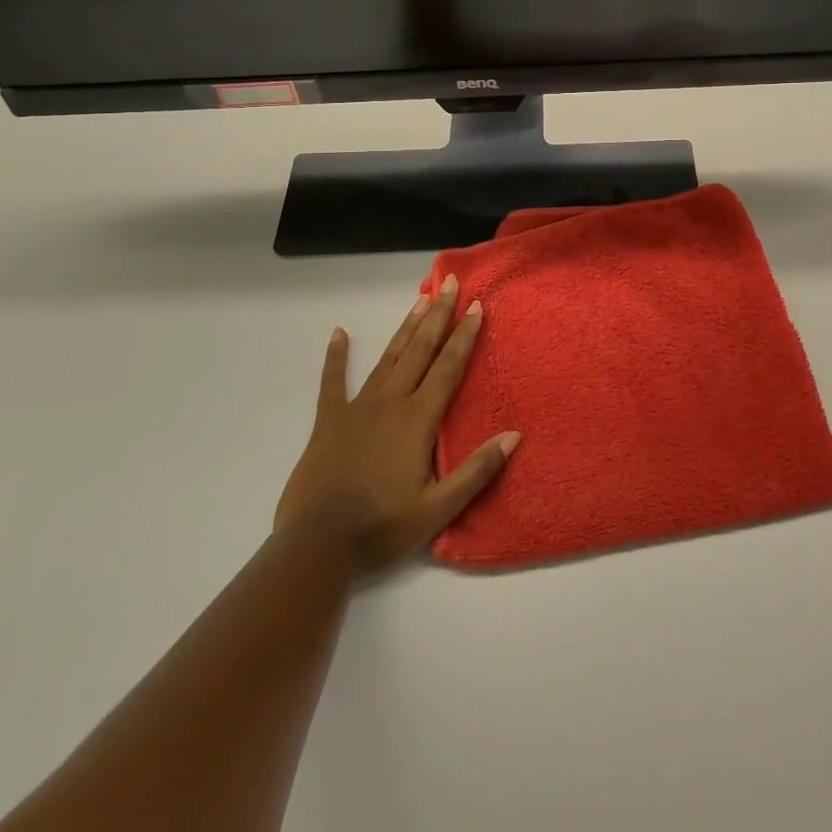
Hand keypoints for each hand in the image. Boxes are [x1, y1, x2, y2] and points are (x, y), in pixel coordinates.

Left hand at [274, 276, 520, 577]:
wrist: (317, 547)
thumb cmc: (382, 528)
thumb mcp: (438, 509)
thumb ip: (477, 470)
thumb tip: (514, 435)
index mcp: (418, 419)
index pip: (449, 367)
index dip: (464, 335)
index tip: (476, 306)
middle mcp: (391, 402)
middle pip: (420, 350)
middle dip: (437, 315)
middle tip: (448, 283)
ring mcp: (357, 408)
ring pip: (388, 357)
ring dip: (406, 328)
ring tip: (419, 298)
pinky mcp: (329, 421)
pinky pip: (332, 382)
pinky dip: (336, 357)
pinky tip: (339, 334)